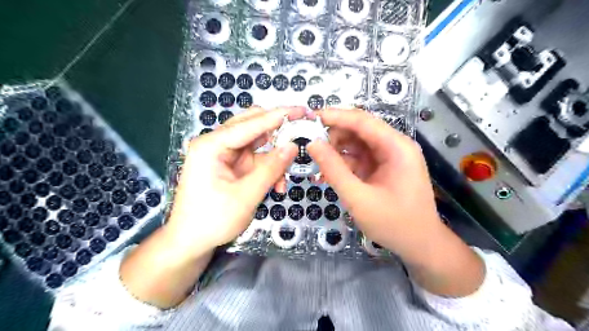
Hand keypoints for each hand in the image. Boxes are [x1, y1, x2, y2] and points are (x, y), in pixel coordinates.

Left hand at [167, 108, 301, 254]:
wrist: (191, 242)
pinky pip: (256, 159)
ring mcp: (224, 154)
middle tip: (302, 131)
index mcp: (212, 145)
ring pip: (257, 143)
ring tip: (288, 173)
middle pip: (252, 126)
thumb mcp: (246, 195)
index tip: (302, 110)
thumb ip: (272, 168)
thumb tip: (294, 146)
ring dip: (275, 156)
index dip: (279, 116)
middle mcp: (217, 143)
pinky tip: (277, 185)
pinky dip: (269, 168)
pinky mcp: (231, 165)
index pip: (251, 123)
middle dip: (278, 130)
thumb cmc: (213, 220)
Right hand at [307, 110, 444, 253]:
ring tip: (319, 162)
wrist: (420, 245)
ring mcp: (390, 156)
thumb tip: (312, 144)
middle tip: (311, 146)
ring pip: (358, 143)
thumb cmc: (394, 223)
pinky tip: (331, 172)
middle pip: (360, 129)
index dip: (335, 116)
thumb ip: (334, 169)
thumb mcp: (358, 198)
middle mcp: (395, 146)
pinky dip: (344, 162)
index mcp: (397, 147)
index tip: (310, 118)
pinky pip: (360, 157)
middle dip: (335, 135)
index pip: (362, 121)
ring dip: (338, 149)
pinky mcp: (384, 167)